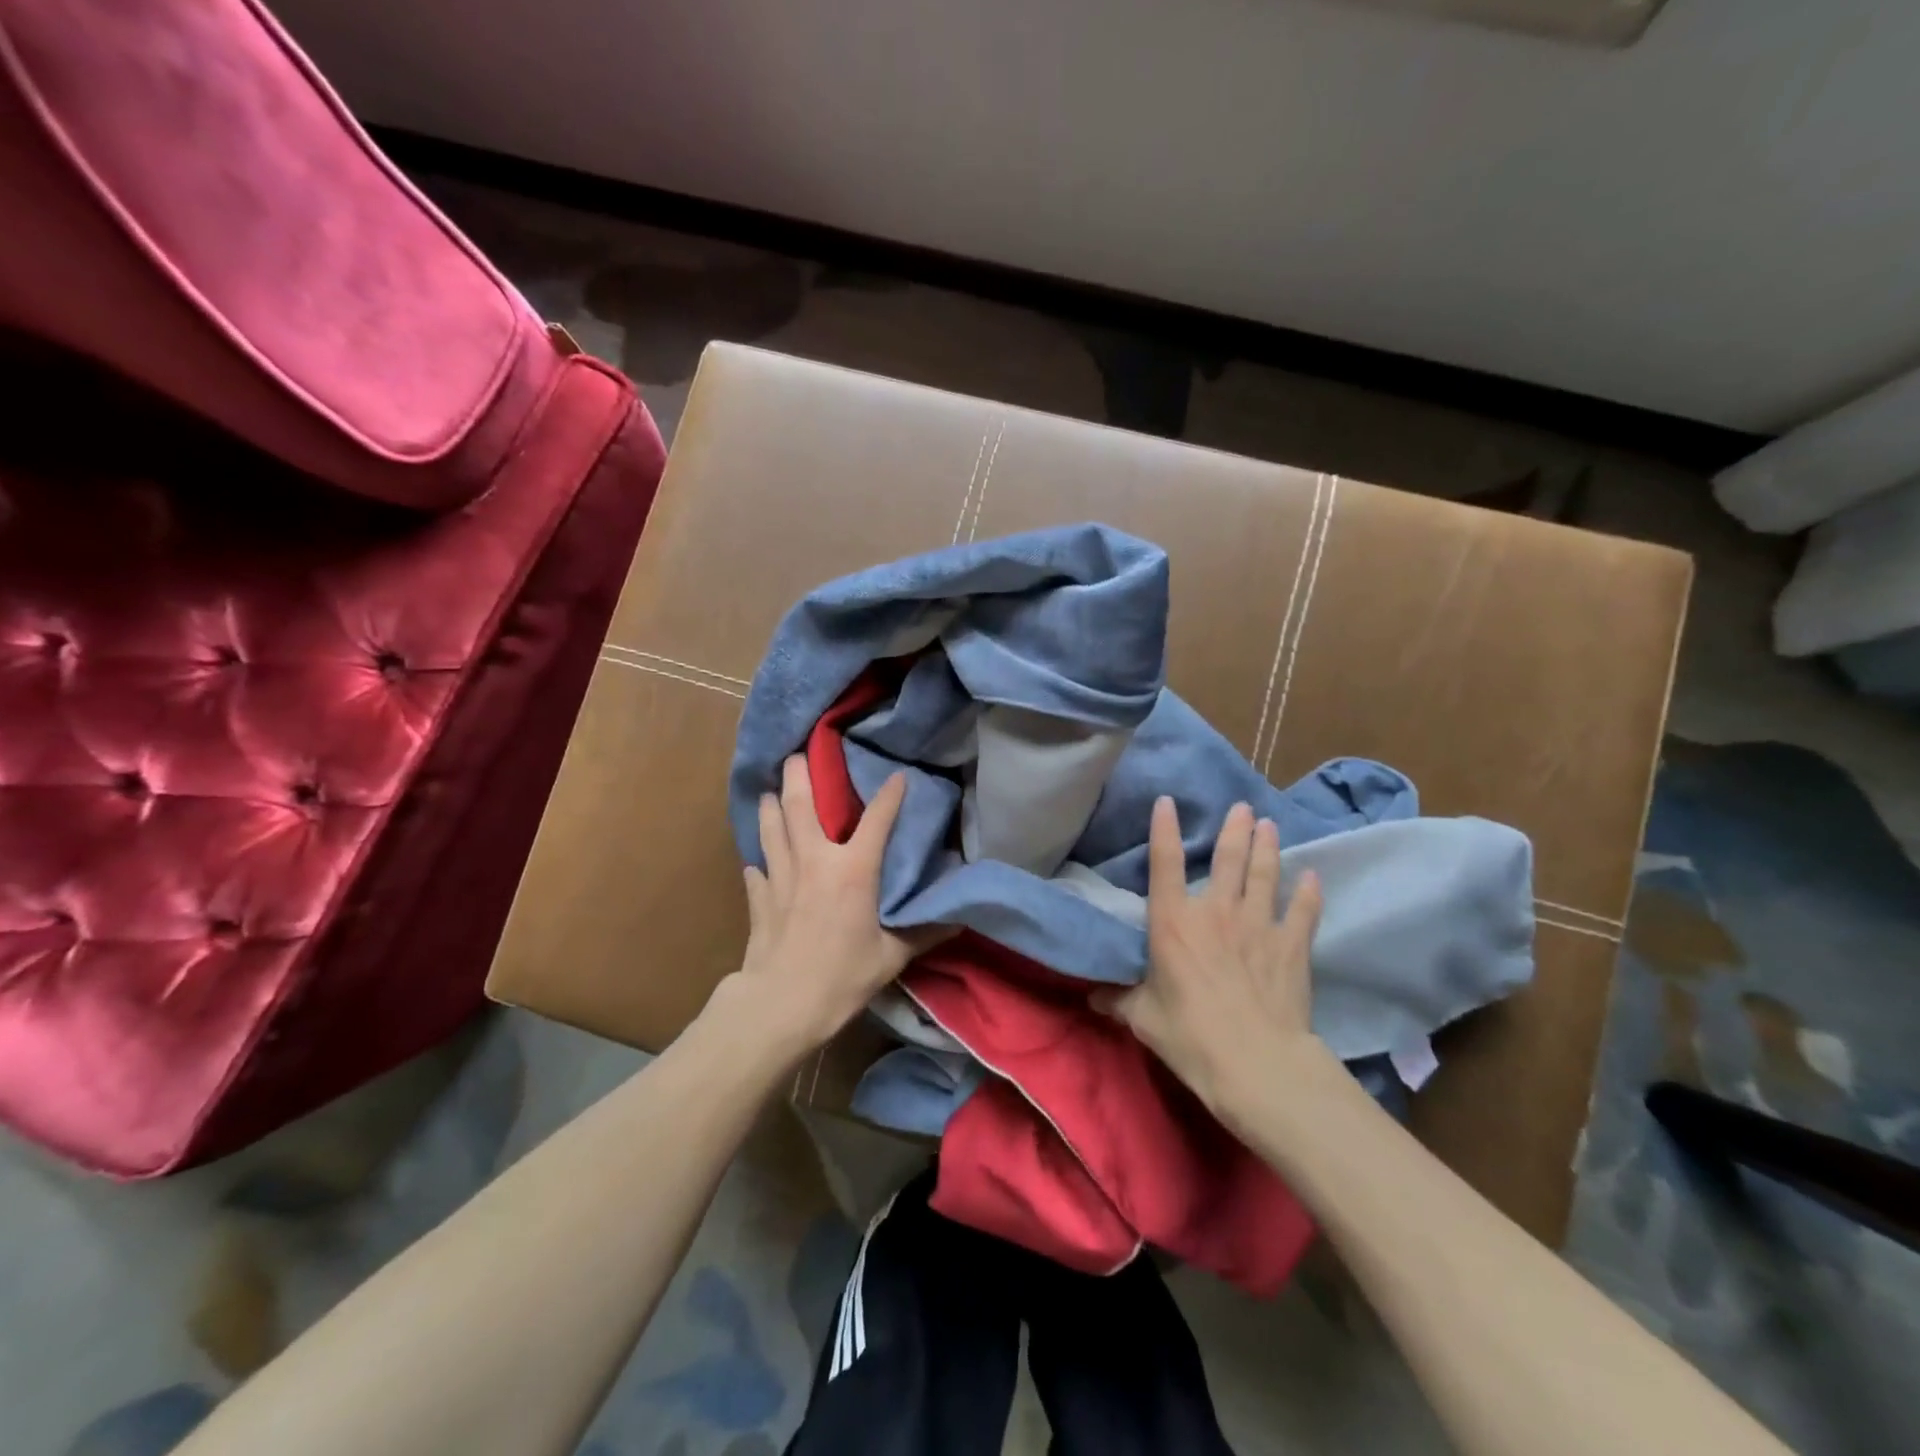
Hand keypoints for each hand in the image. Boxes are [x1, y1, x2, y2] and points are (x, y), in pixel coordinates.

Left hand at [718, 754, 945, 1056]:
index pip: (876, 819)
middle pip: (800, 805)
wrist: (782, 1004)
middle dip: (799, 774)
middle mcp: (814, 860)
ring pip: (771, 827)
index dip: (890, 795)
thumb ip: (925, 932)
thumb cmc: (843, 976)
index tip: (898, 776)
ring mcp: (780, 876)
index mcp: (853, 869)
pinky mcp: (759, 897)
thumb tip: (960, 919)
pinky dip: (760, 859)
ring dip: (771, 805)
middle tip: (798, 754)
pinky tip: (759, 860)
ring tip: (772, 791)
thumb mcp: (892, 956)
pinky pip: (757, 868)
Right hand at [1100, 797, 1324, 1114]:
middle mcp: (1215, 912)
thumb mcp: (1143, 1018)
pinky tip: (1312, 876)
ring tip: (1268, 824)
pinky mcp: (1291, 946)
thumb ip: (1118, 1000)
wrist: (1256, 1064)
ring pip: (1264, 874)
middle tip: (1241, 807)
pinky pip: (1303, 911)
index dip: (1164, 829)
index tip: (1167, 801)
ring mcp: (1258, 925)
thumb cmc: (1190, 1036)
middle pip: (1226, 859)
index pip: (1164, 863)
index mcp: (1173, 922)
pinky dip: (1308, 892)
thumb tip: (1091, 997)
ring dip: (1267, 847)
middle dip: (1233, 829)